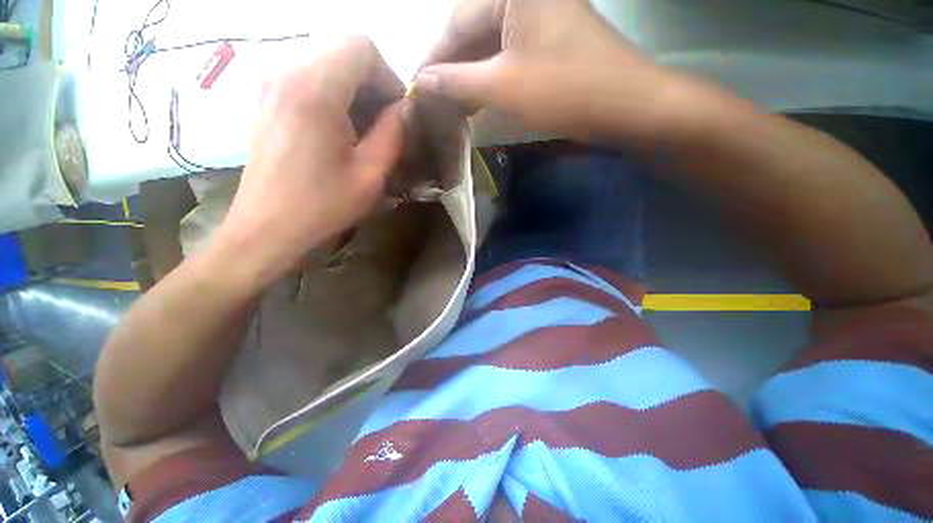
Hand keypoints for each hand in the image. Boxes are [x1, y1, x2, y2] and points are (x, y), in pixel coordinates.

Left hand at [217, 37, 404, 281]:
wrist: (267, 227)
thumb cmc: (322, 205)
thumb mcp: (371, 174)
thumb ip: (393, 133)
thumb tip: (405, 108)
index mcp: (315, 89)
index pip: (361, 47)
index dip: (388, 77)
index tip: (396, 114)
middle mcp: (287, 71)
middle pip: (343, 50)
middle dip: (372, 83)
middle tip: (383, 125)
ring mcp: (272, 82)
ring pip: (328, 62)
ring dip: (354, 91)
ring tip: (363, 131)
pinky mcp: (268, 97)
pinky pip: (310, 77)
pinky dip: (335, 95)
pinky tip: (340, 131)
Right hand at [415, 0, 678, 140]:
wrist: (624, 105)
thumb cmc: (563, 90)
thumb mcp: (502, 86)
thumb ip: (456, 81)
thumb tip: (420, 82)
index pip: (457, 21)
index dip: (433, 57)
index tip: (415, 85)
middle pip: (473, 31)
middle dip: (451, 68)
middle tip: (431, 99)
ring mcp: (540, 17)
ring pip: (490, 46)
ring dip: (469, 76)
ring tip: (449, 104)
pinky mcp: (549, 41)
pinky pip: (508, 56)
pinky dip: (490, 79)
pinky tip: (476, 99)